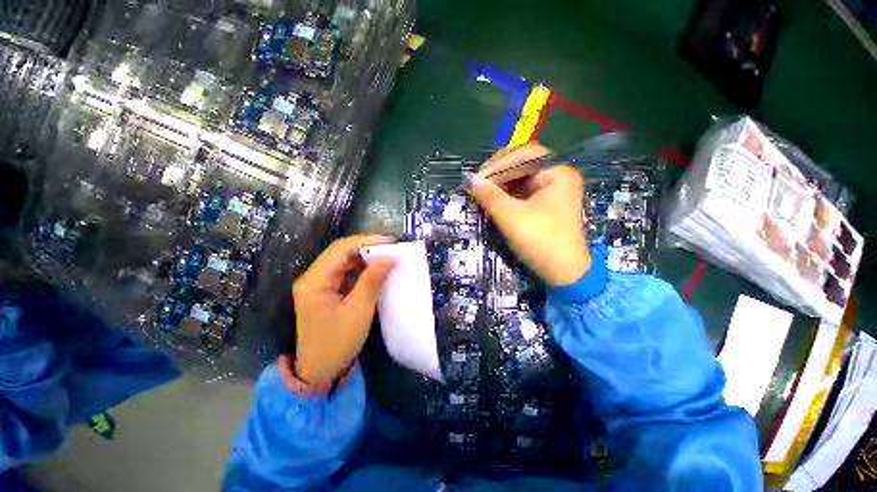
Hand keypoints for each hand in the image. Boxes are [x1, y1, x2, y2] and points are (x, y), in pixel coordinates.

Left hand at [292, 235, 395, 384]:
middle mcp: (313, 277)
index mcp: (315, 280)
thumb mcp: (359, 309)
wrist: (320, 371)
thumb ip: (372, 279)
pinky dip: (362, 270)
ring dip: (366, 258)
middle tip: (392, 248)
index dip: (367, 241)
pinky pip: (346, 273)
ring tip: (388, 257)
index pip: (341, 249)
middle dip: (368, 247)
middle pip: (341, 252)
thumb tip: (390, 257)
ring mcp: (319, 284)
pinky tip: (377, 271)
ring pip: (344, 261)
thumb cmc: (338, 342)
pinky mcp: (326, 292)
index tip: (391, 242)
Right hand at [467, 142, 590, 286]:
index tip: (478, 177)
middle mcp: (557, 177)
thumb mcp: (511, 217)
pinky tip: (494, 200)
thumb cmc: (541, 241)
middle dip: (499, 173)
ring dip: (500, 184)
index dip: (499, 162)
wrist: (564, 273)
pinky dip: (507, 194)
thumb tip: (468, 180)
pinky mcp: (545, 205)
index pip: (525, 153)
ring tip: (482, 192)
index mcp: (557, 173)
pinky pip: (522, 192)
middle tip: (478, 184)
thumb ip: (489, 196)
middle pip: (523, 164)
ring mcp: (552, 192)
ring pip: (521, 179)